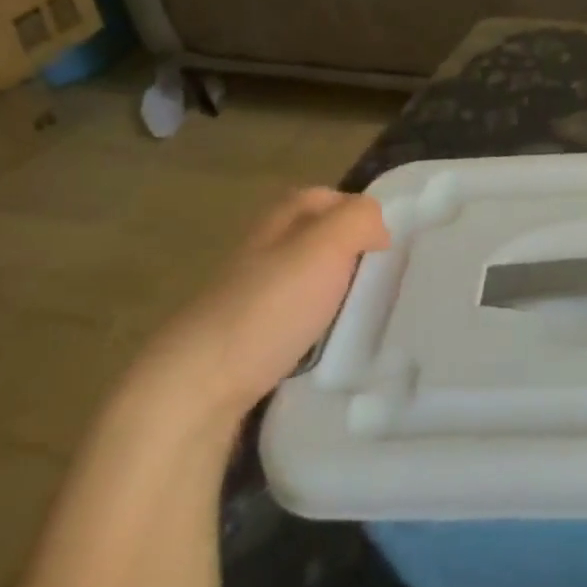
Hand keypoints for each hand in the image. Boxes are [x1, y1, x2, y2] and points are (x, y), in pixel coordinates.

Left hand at [134, 188, 389, 429]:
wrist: (198, 388)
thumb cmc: (268, 308)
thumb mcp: (324, 247)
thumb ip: (358, 220)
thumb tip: (378, 227)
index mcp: (276, 225)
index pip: (319, 198)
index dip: (354, 210)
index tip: (387, 240)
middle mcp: (259, 256)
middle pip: (311, 240)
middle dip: (347, 252)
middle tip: (384, 276)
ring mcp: (248, 301)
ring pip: (302, 282)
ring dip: (333, 291)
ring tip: (365, 312)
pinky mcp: (246, 344)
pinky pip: (293, 322)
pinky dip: (316, 326)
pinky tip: (331, 344)